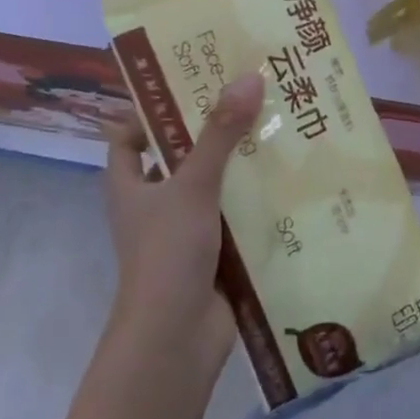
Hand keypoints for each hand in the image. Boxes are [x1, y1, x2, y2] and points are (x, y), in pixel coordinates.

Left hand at [102, 73, 263, 378]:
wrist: (175, 341)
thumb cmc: (167, 254)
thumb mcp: (193, 185)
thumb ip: (221, 133)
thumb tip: (249, 77)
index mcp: (131, 187)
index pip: (128, 138)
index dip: (150, 111)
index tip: (190, 85)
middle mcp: (155, 206)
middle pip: (181, 156)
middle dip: (214, 131)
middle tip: (251, 97)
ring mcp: (185, 232)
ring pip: (215, 186)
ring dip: (242, 164)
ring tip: (280, 128)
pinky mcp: (215, 253)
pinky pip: (238, 217)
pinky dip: (258, 200)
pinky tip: (291, 179)